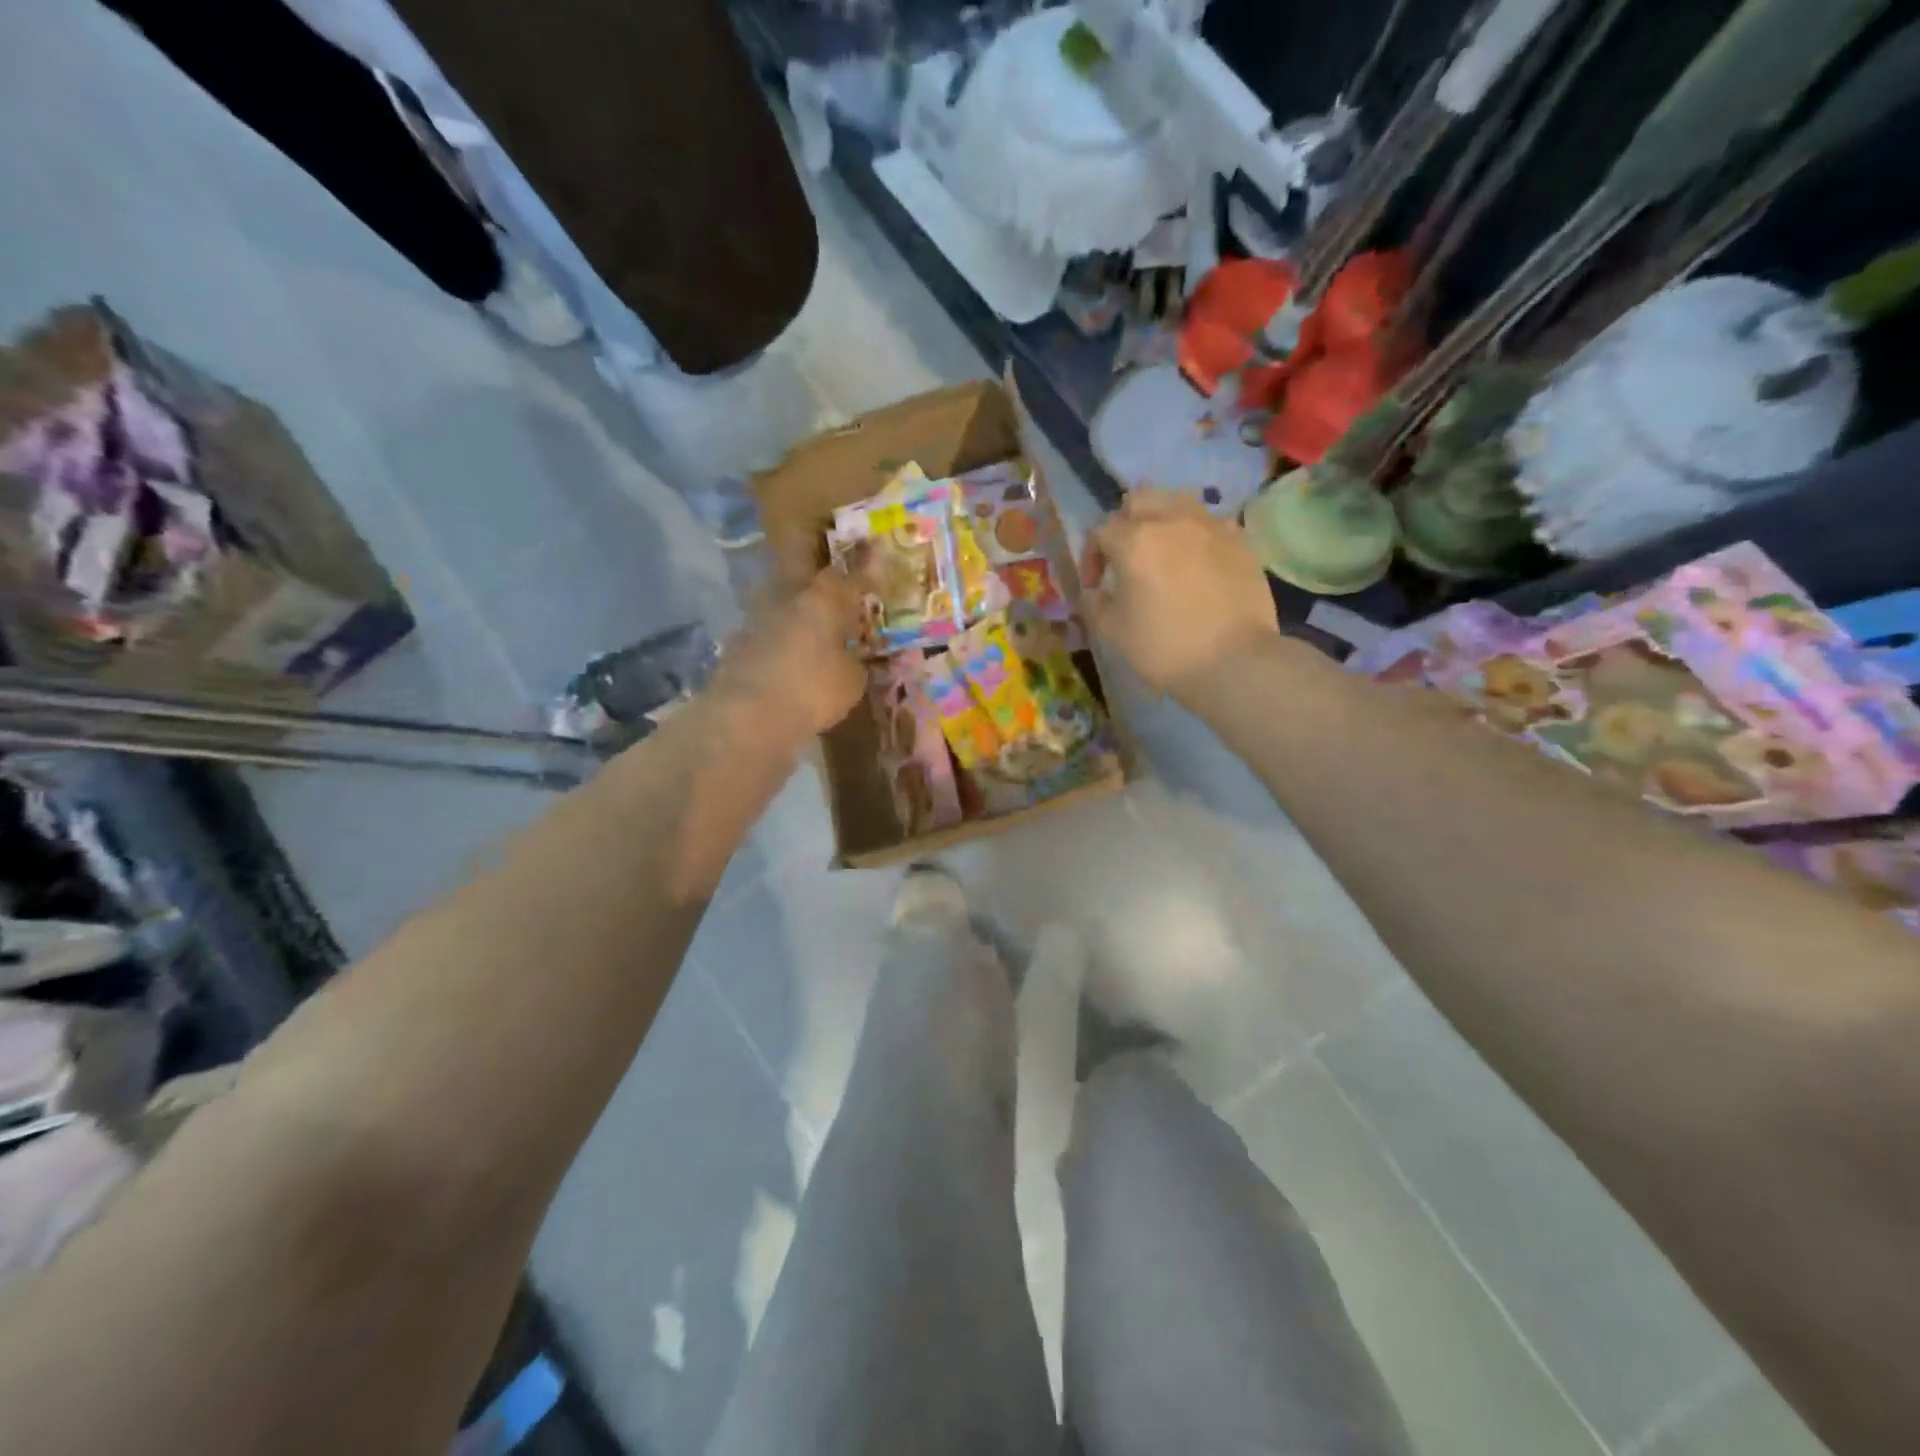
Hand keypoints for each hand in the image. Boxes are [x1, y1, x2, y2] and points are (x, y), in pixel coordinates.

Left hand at [712, 569, 866, 742]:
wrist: (746, 716)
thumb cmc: (811, 692)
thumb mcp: (851, 681)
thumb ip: (854, 660)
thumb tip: (850, 657)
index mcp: (823, 597)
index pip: (846, 575)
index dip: (860, 578)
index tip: (869, 585)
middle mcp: (787, 593)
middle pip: (799, 559)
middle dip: (814, 561)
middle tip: (831, 579)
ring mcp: (757, 613)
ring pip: (778, 590)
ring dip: (792, 598)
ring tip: (809, 618)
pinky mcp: (736, 638)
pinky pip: (764, 624)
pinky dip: (776, 631)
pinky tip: (786, 650)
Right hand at [1080, 489, 1278, 700]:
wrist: (1234, 661)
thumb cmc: (1165, 647)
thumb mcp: (1114, 631)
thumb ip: (1096, 603)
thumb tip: (1097, 591)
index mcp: (1134, 541)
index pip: (1101, 531)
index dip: (1092, 556)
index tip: (1096, 585)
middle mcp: (1171, 520)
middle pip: (1140, 499)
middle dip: (1126, 523)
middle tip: (1127, 557)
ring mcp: (1210, 526)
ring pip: (1178, 502)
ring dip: (1163, 520)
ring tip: (1164, 552)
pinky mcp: (1240, 540)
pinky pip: (1210, 523)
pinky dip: (1196, 535)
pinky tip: (1198, 563)